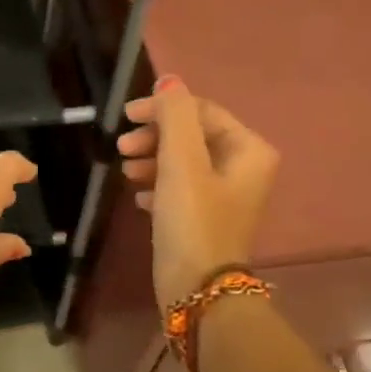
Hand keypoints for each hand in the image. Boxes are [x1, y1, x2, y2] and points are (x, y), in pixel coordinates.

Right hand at [118, 76, 278, 311]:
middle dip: (155, 137)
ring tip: (125, 171)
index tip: (126, 117)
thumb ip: (174, 116)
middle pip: (192, 136)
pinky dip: (158, 186)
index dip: (163, 109)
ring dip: (152, 160)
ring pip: (183, 162)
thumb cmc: (193, 221)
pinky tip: (138, 196)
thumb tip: (169, 80)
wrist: (198, 291)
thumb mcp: (181, 162)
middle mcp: (243, 168)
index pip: (202, 111)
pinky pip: (179, 189)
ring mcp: (225, 196)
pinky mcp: (205, 219)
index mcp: (248, 150)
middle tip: (122, 148)